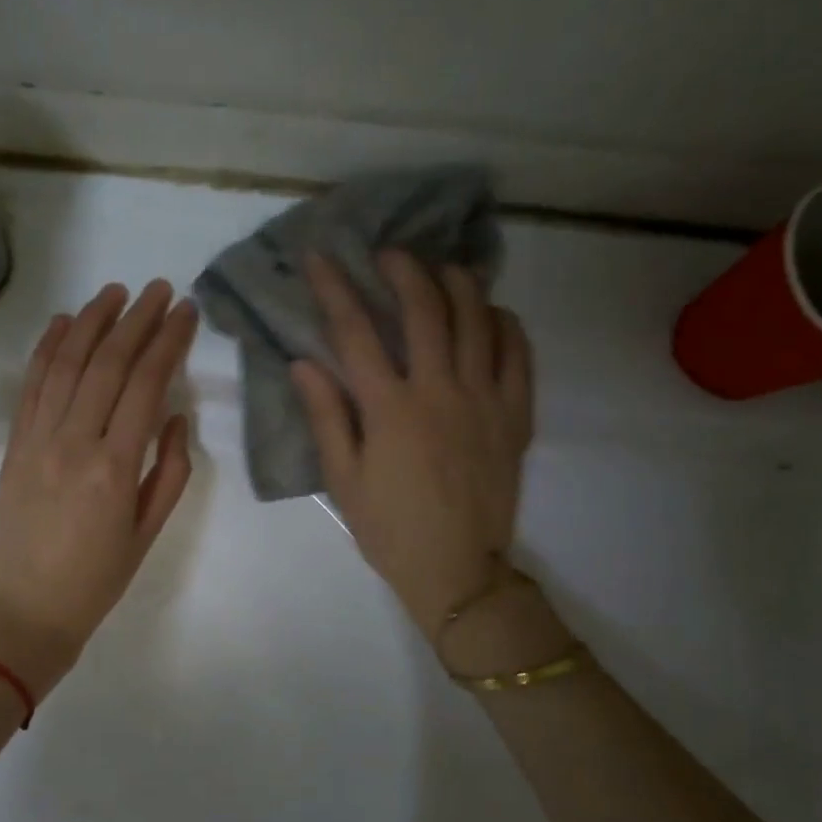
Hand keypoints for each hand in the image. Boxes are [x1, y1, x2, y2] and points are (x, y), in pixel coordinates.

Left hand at [0, 280, 198, 696]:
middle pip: (107, 364)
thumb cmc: (98, 578)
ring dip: (91, 322)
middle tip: (159, 289)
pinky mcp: (14, 444)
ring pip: (66, 364)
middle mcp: (73, 442)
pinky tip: (64, 323)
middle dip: (136, 319)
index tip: (186, 311)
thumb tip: (177, 416)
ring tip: (115, 292)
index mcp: (114, 467)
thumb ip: (171, 470)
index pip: (146, 385)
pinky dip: (47, 349)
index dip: (168, 342)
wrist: (28, 609)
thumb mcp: (149, 532)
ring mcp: (37, 439)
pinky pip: (31, 386)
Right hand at [291, 251, 534, 641]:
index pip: (356, 332)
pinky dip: (504, 322)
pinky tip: (489, 313)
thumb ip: (326, 416)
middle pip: (424, 308)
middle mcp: (440, 391)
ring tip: (440, 268)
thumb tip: (303, 362)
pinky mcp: (516, 413)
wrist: (457, 570)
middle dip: (403, 268)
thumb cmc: (389, 528)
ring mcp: (485, 398)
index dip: (334, 288)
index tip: (320, 257)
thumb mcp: (343, 479)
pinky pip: (518, 351)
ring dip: (457, 282)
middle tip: (388, 252)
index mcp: (390, 409)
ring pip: (477, 318)